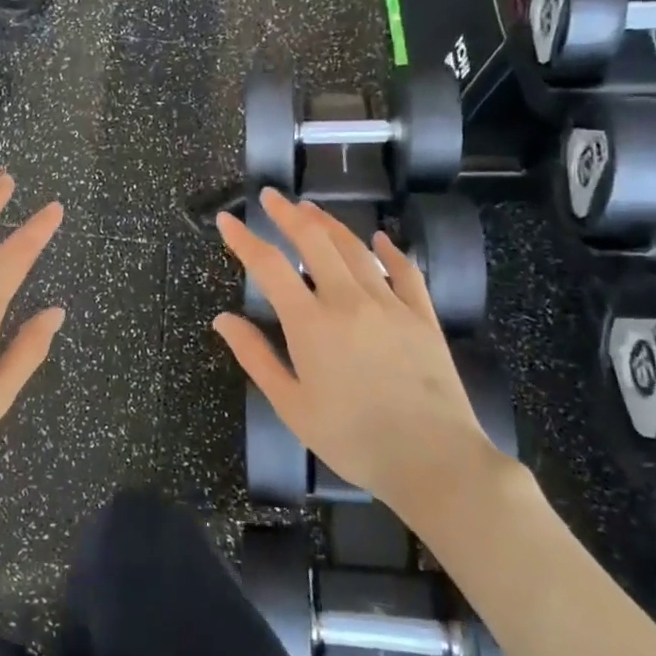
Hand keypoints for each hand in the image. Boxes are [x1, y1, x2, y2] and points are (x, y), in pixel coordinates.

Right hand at [212, 189, 503, 512]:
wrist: (433, 459)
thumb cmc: (352, 439)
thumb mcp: (291, 405)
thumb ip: (255, 357)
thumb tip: (222, 320)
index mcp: (310, 323)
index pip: (269, 266)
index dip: (244, 239)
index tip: (227, 220)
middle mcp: (348, 301)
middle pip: (314, 242)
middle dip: (288, 214)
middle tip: (271, 196)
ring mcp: (390, 305)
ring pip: (356, 249)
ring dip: (330, 223)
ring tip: (311, 208)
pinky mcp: (423, 317)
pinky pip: (405, 272)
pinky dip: (390, 251)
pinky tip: (380, 239)